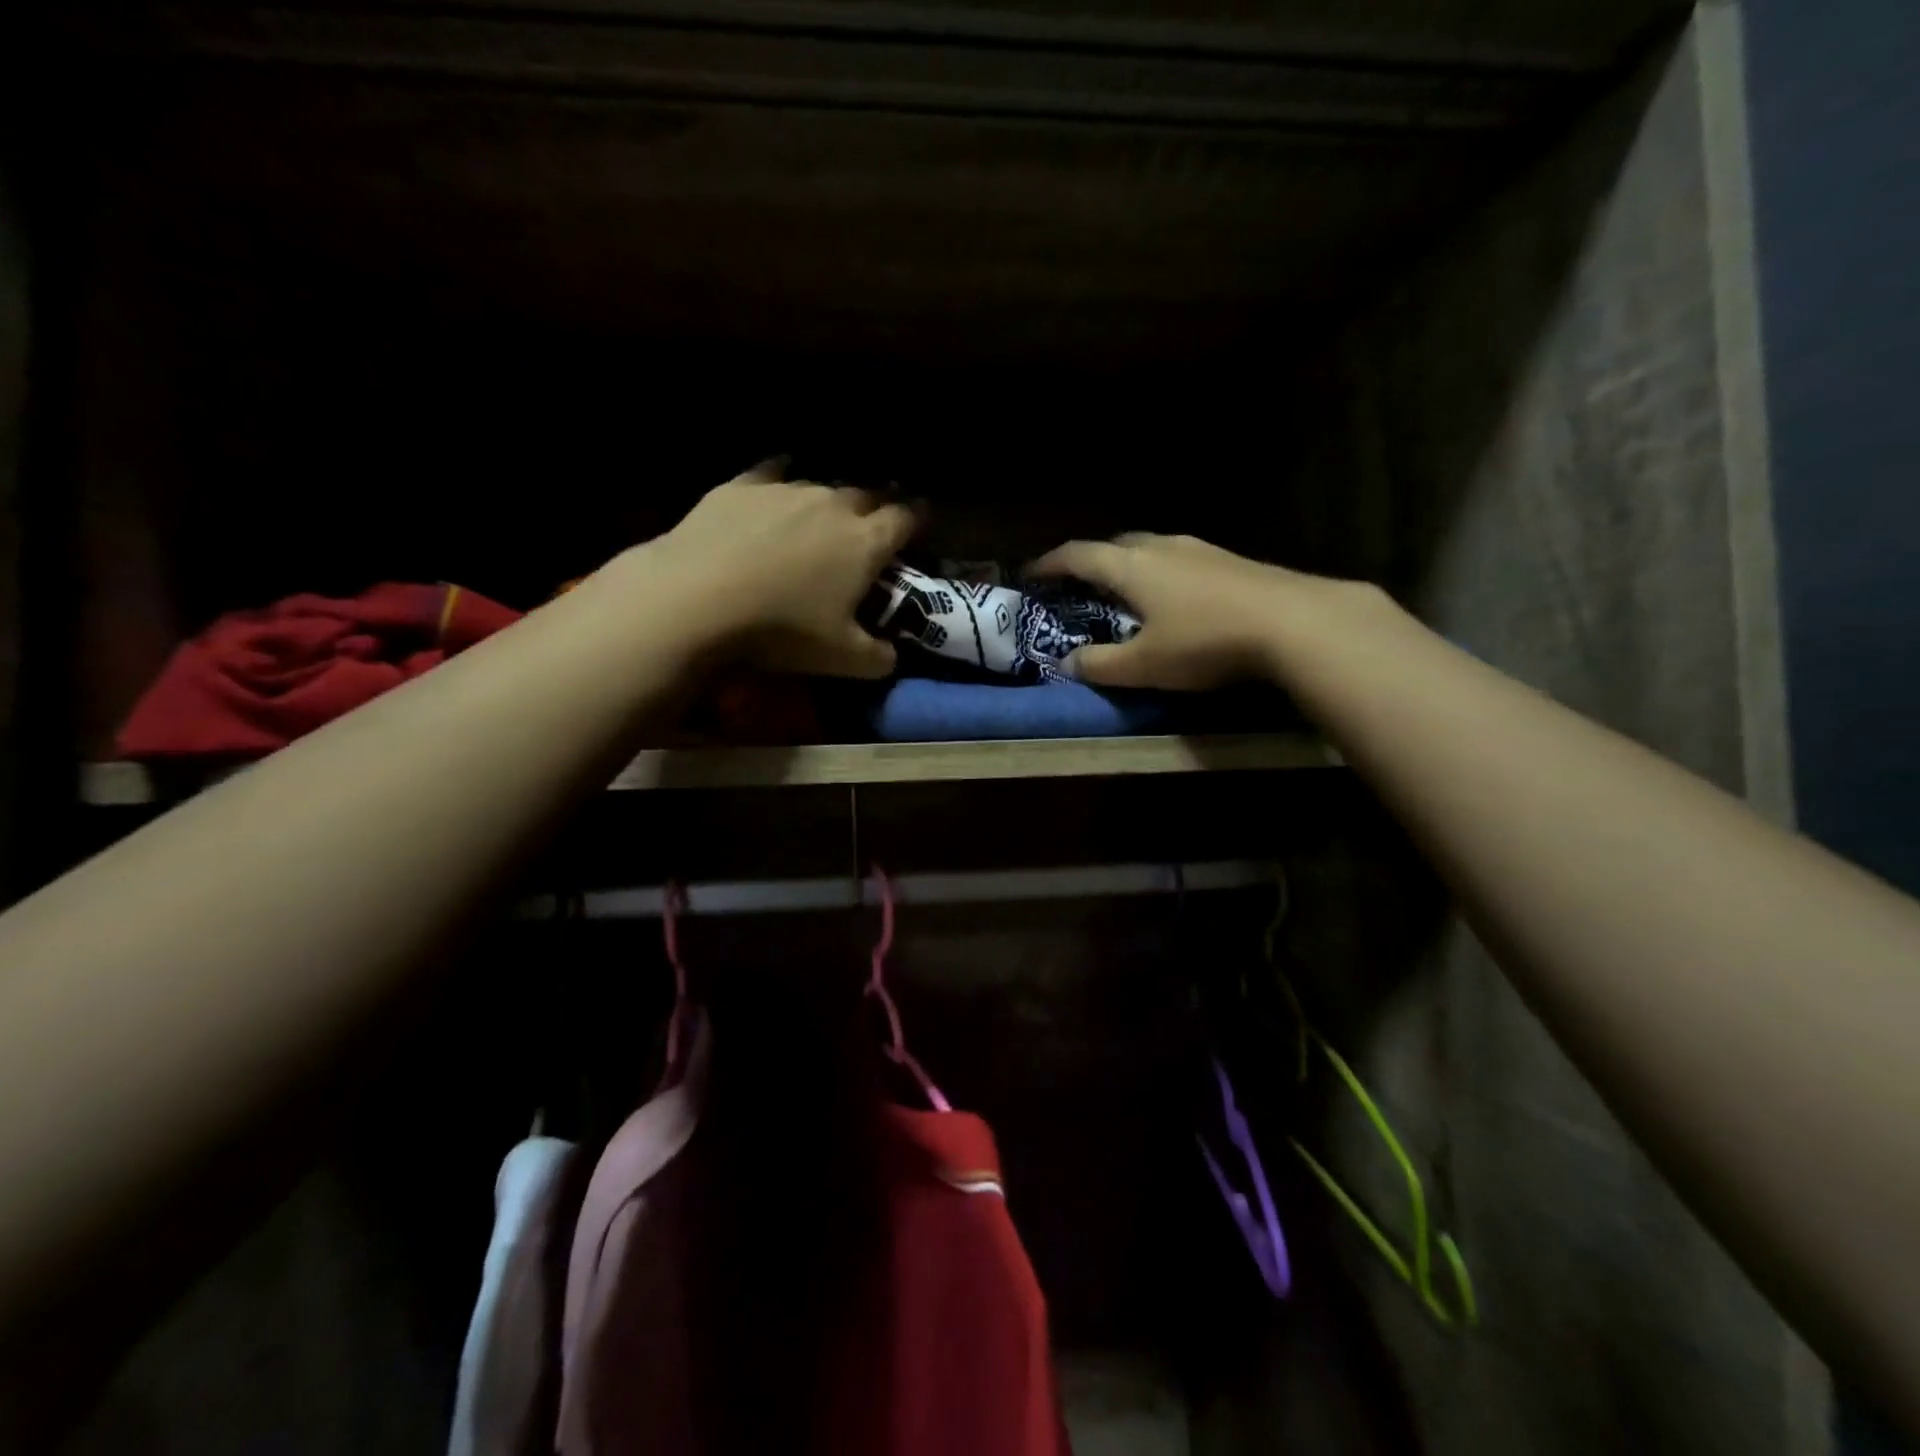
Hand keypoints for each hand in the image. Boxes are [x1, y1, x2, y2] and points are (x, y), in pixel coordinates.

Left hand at [645, 463, 917, 677]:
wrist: (697, 598)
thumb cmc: (783, 630)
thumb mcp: (843, 660)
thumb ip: (879, 659)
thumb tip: (892, 656)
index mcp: (866, 542)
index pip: (906, 519)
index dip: (918, 519)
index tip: (922, 521)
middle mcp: (834, 505)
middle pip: (868, 494)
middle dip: (879, 505)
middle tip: (878, 518)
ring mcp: (786, 490)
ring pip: (821, 485)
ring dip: (832, 498)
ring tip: (829, 510)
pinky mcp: (742, 486)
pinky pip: (772, 471)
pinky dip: (782, 476)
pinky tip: (779, 479)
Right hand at [1030, 533, 1300, 689]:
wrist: (1296, 623)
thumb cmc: (1206, 642)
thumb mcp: (1144, 665)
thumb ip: (1100, 665)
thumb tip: (1066, 665)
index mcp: (1131, 567)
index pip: (1078, 556)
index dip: (1050, 564)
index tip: (1031, 574)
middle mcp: (1162, 547)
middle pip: (1116, 545)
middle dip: (1091, 562)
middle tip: (1079, 585)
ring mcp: (1201, 549)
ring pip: (1151, 548)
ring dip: (1129, 565)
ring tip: (1125, 590)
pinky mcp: (1232, 560)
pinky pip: (1180, 559)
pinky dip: (1161, 573)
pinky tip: (1175, 597)